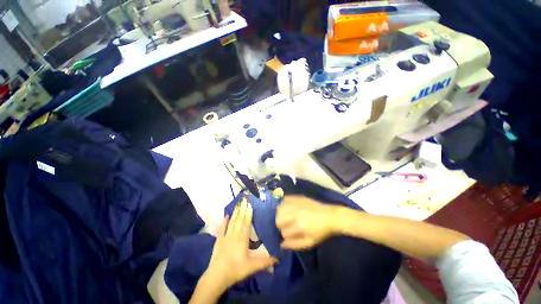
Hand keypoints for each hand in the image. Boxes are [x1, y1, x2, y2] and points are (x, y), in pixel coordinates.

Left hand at [204, 198, 277, 290]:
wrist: (217, 276)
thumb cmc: (236, 269)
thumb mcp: (253, 266)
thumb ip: (265, 262)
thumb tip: (278, 259)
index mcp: (243, 238)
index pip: (247, 222)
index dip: (249, 213)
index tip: (250, 204)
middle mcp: (235, 234)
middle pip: (239, 219)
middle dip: (243, 209)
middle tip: (244, 199)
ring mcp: (226, 236)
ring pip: (232, 222)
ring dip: (235, 213)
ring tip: (238, 204)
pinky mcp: (219, 240)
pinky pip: (222, 228)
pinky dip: (224, 222)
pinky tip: (226, 215)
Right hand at [276, 195, 341, 249]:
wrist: (330, 216)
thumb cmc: (321, 231)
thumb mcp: (310, 242)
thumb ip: (294, 244)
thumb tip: (281, 244)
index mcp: (300, 225)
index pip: (284, 232)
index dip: (285, 235)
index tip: (288, 234)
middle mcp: (296, 212)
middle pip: (278, 218)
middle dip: (279, 224)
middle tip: (285, 225)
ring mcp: (296, 203)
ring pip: (279, 208)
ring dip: (279, 214)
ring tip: (284, 217)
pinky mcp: (297, 197)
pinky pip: (284, 199)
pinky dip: (282, 204)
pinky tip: (284, 208)